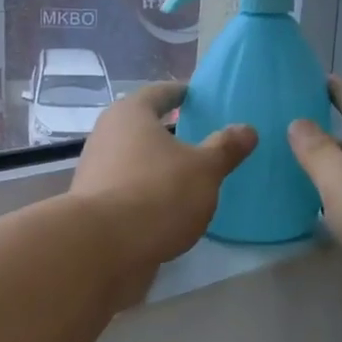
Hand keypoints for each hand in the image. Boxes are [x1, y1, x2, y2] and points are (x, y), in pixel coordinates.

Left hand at [70, 83, 255, 306]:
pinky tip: (168, 207)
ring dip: (156, 164)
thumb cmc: (157, 193)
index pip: (159, 93)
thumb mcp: (204, 170)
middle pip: (141, 126)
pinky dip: (147, 192)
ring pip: (133, 159)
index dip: (180, 93)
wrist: (102, 248)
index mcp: (130, 114)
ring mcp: (96, 172)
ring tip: (188, 174)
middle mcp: (106, 135)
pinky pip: (128, 189)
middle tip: (198, 136)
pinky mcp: (94, 206)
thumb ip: (225, 148)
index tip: (196, 95)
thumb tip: (247, 129)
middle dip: (167, 131)